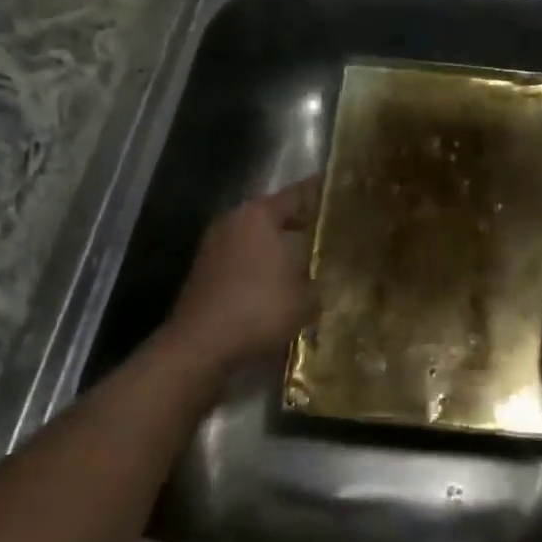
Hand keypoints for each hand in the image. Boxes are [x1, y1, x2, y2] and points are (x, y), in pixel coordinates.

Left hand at [164, 179, 317, 375]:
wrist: (200, 346)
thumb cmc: (259, 308)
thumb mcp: (306, 297)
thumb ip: (320, 281)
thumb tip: (329, 278)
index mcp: (260, 214)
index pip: (298, 194)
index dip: (320, 195)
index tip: (341, 196)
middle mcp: (234, 221)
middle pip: (273, 214)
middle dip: (299, 223)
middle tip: (327, 231)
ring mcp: (214, 246)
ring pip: (255, 238)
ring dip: (276, 248)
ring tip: (305, 260)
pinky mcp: (203, 272)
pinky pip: (241, 260)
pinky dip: (258, 267)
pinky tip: (276, 285)